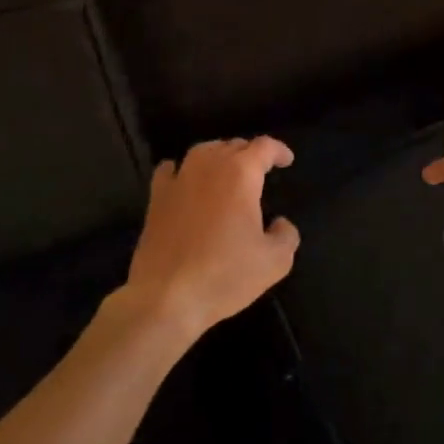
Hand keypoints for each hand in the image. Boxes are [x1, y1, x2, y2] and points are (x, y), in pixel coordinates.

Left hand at [123, 136, 299, 336]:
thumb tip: (280, 223)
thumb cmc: (225, 275)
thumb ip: (287, 235)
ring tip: (227, 171)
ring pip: (203, 151)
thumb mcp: (275, 262)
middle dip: (250, 154)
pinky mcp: (157, 197)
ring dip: (219, 155)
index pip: (264, 147)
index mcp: (241, 174)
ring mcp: (179, 179)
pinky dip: (181, 169)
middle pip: (234, 145)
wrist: (166, 298)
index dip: (279, 150)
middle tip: (260, 172)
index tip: (287, 161)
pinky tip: (184, 179)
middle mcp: (210, 165)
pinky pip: (170, 170)